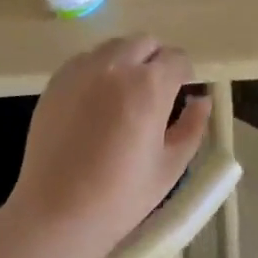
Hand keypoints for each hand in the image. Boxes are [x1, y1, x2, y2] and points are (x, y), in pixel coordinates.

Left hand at [6, 36, 209, 257]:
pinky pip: (85, 60)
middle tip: (153, 93)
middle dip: (156, 61)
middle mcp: (116, 66)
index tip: (181, 93)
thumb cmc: (120, 196)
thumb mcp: (171, 166)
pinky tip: (95, 102)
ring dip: (127, 61)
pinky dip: (98, 70)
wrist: (56, 214)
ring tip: (123, 95)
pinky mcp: (57, 81)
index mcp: (150, 85)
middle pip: (146, 43)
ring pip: (115, 46)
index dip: (184, 75)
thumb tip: (201, 100)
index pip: (177, 58)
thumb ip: (193, 126)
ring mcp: (82, 70)